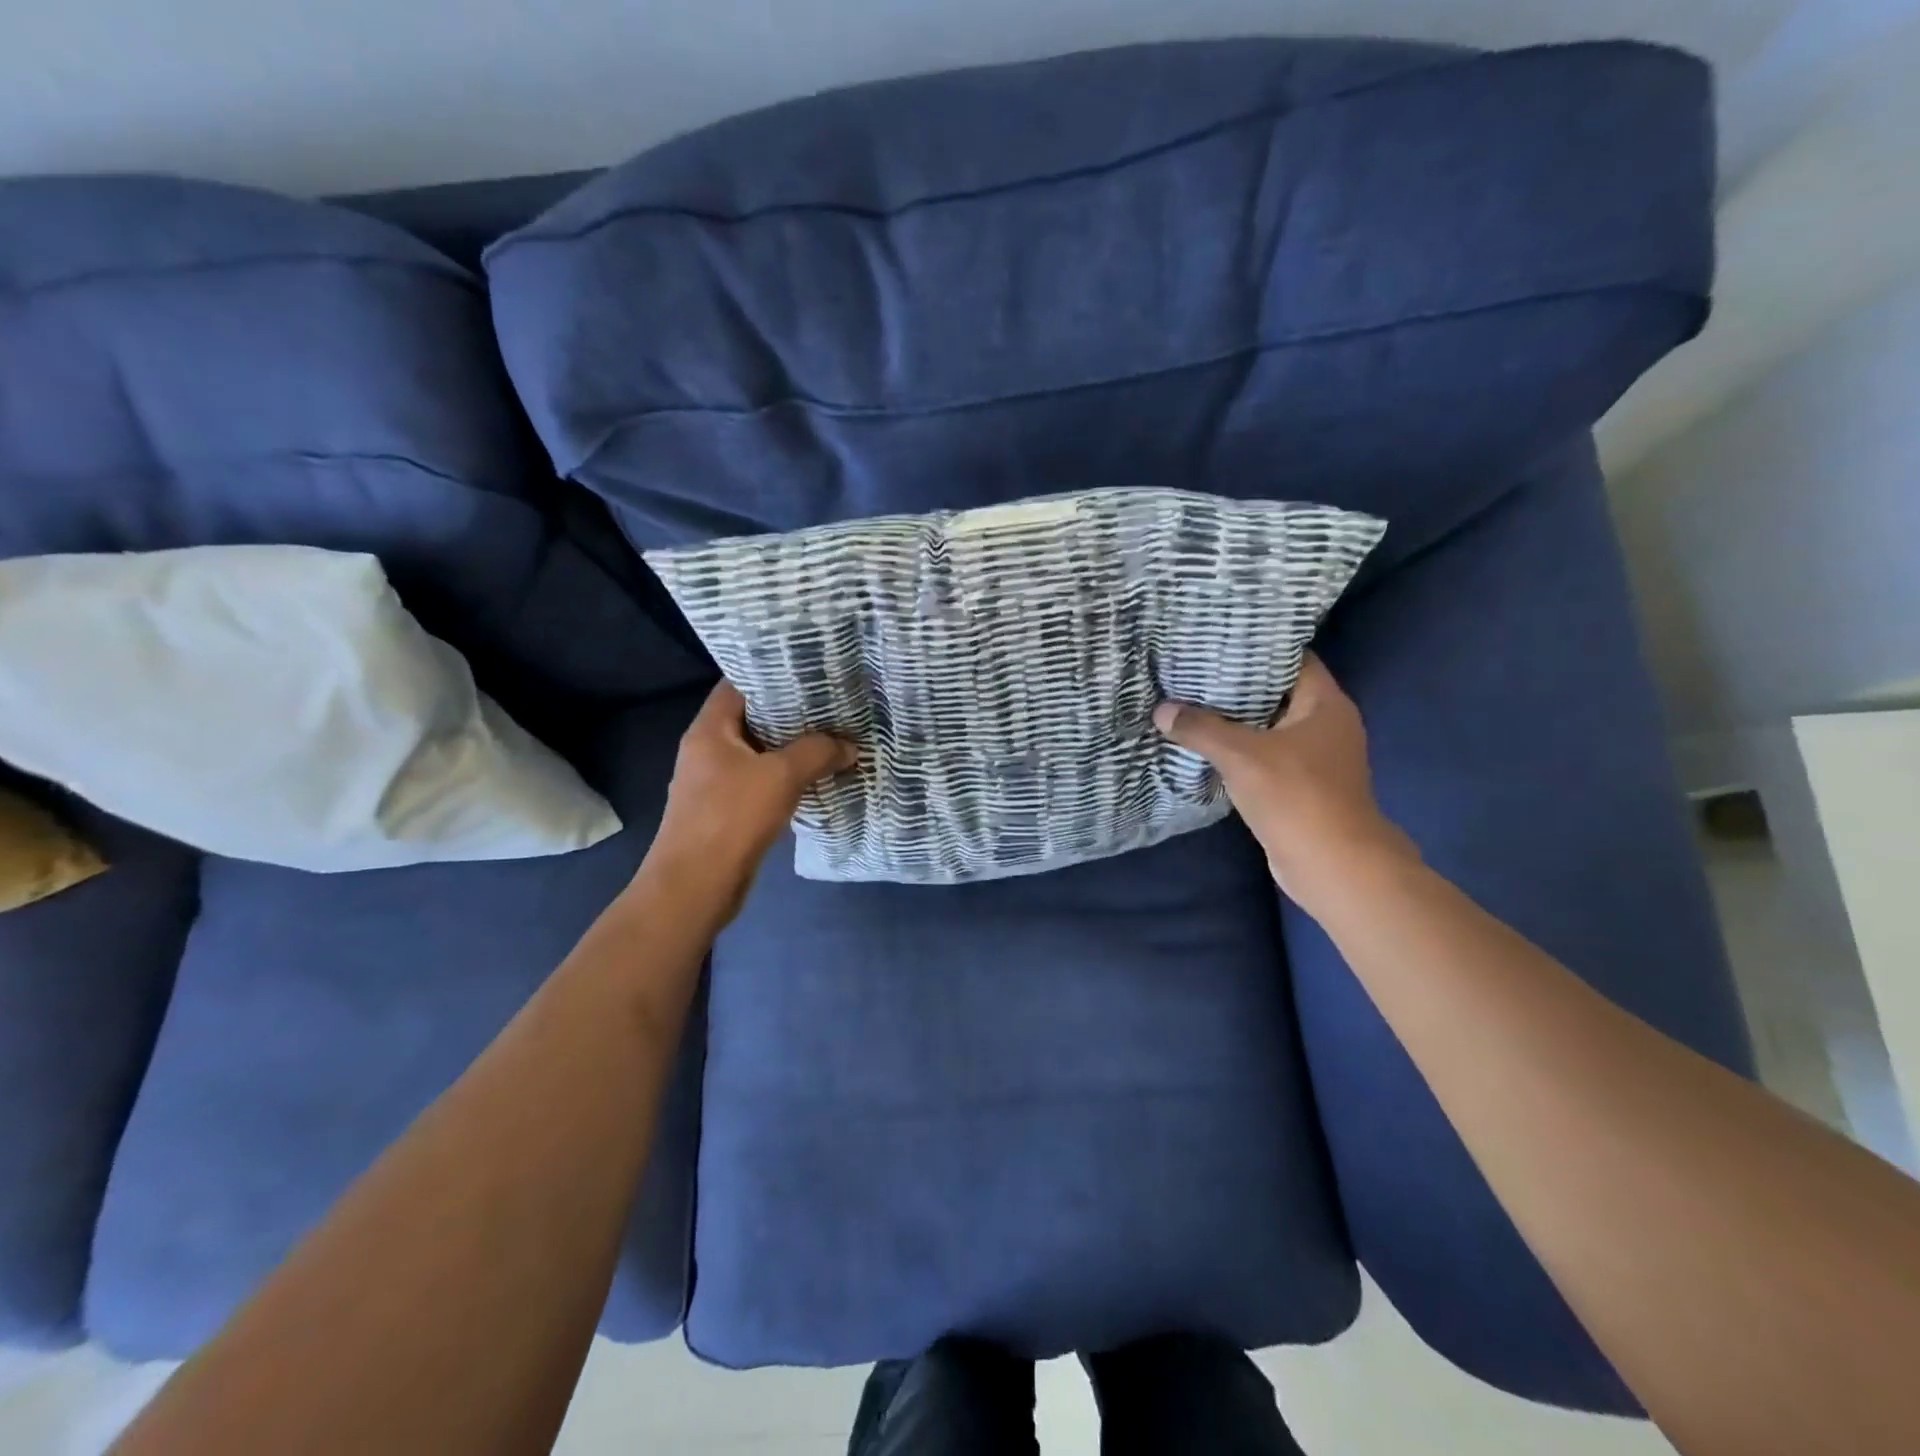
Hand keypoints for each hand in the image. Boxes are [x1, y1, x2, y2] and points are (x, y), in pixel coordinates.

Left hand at [643, 682, 856, 923]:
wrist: (695, 886)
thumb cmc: (731, 818)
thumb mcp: (781, 776)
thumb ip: (818, 752)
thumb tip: (850, 745)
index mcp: (710, 729)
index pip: (739, 684)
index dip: (773, 673)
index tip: (811, 670)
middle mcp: (708, 749)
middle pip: (752, 718)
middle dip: (792, 712)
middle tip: (833, 703)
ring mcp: (715, 782)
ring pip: (760, 753)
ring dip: (793, 748)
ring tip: (834, 736)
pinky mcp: (726, 810)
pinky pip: (761, 781)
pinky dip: (787, 777)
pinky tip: (818, 777)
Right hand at [1154, 654, 1414, 905]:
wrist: (1332, 864)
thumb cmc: (1296, 796)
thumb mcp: (1241, 756)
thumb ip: (1200, 728)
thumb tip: (1161, 710)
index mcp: (1326, 703)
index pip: (1291, 658)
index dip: (1255, 648)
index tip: (1216, 641)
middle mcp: (1326, 724)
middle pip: (1276, 692)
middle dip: (1236, 684)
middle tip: (1193, 671)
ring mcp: (1316, 756)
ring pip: (1269, 726)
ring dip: (1235, 719)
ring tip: (1191, 702)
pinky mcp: (1302, 784)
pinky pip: (1266, 754)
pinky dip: (1240, 748)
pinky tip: (1206, 744)